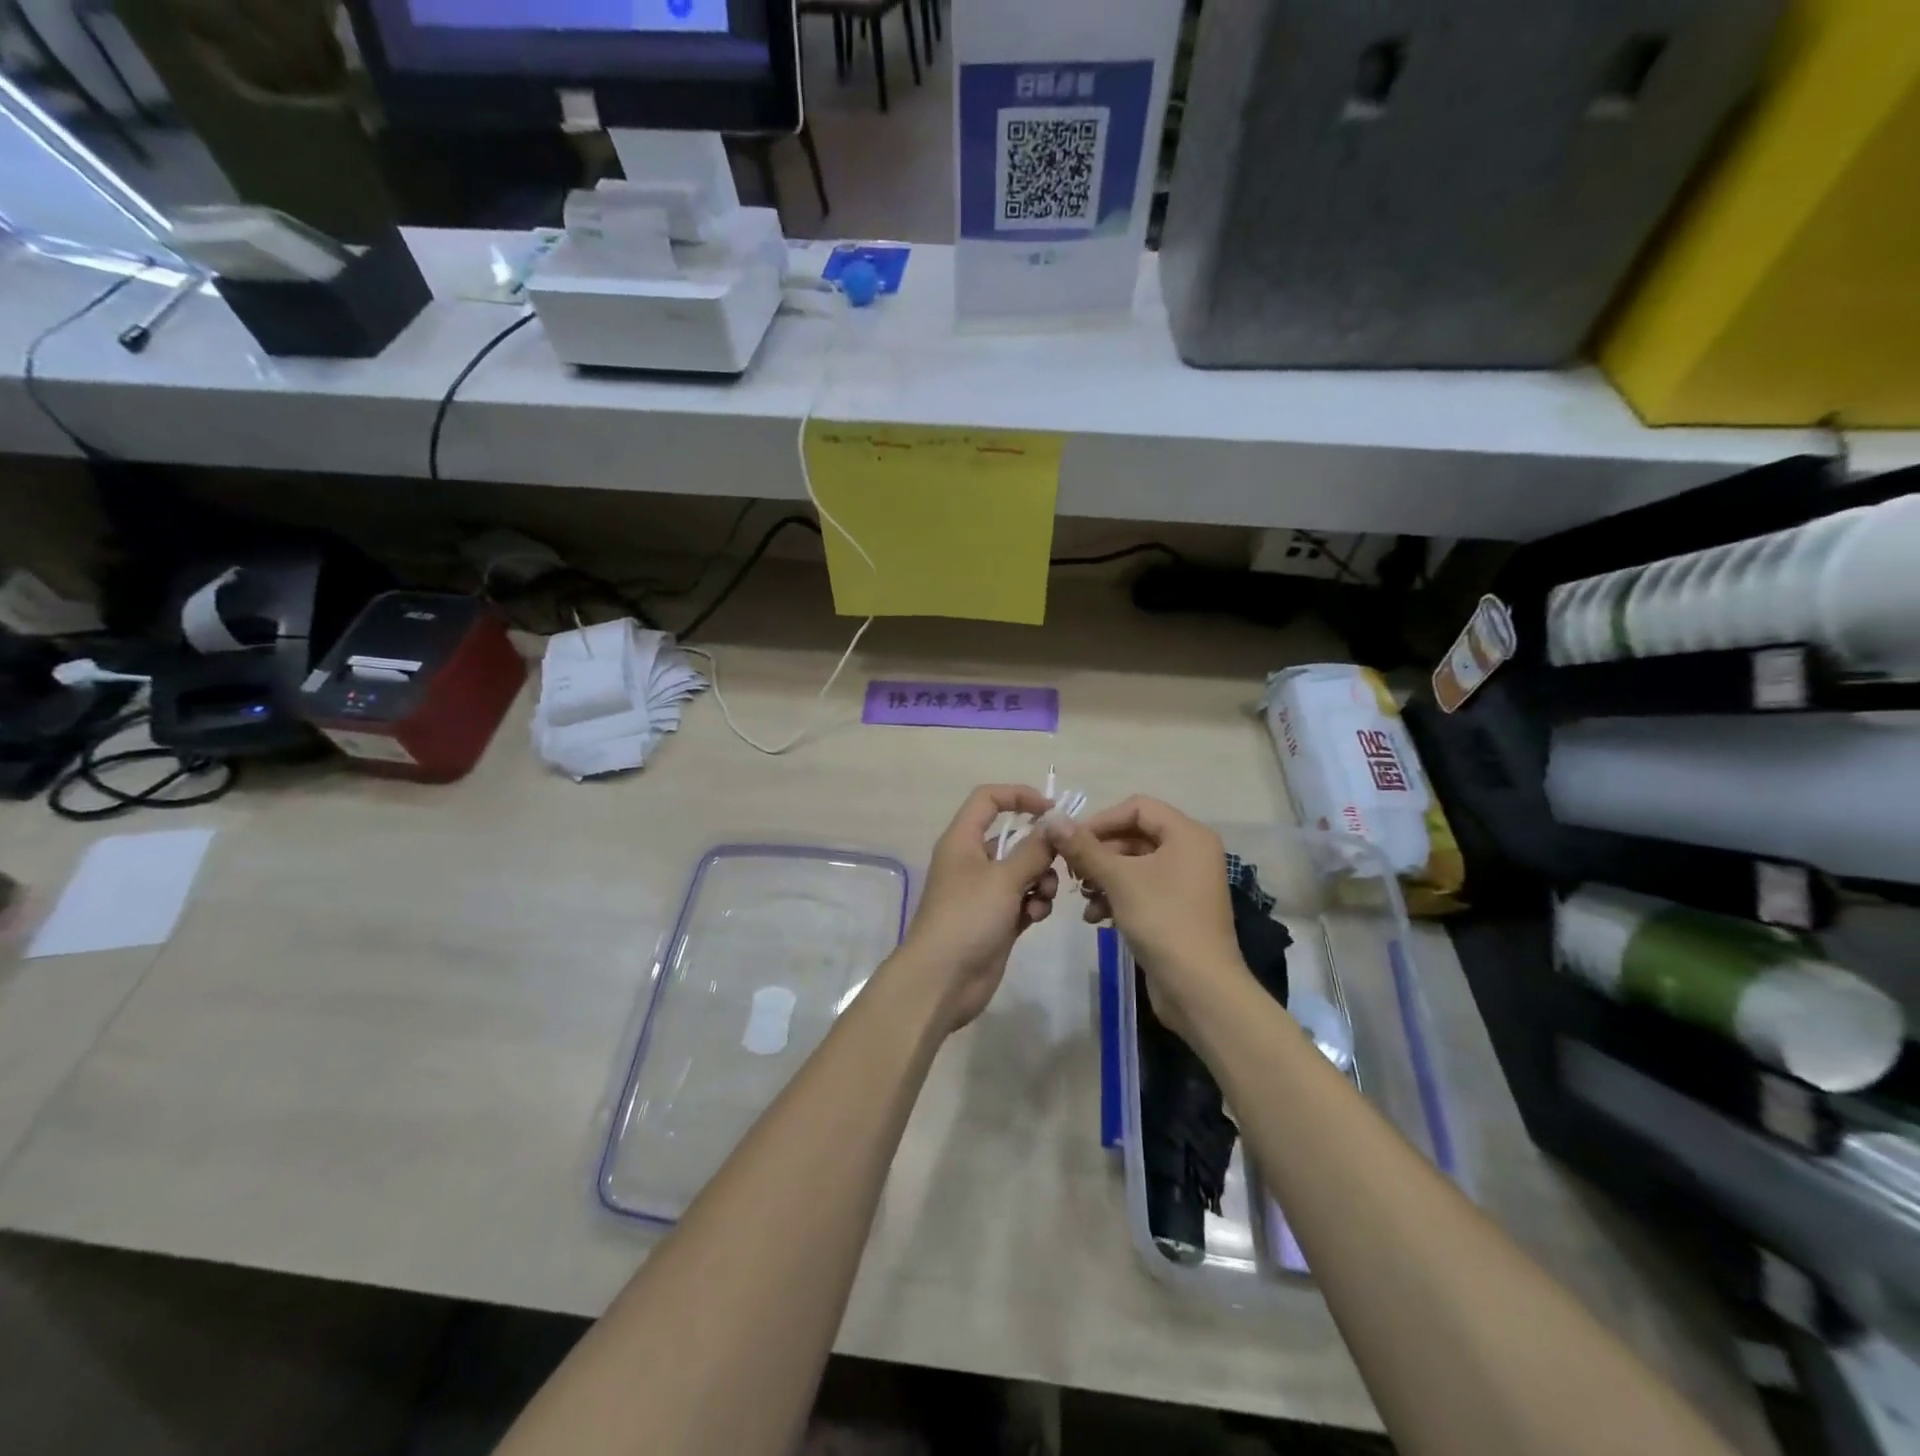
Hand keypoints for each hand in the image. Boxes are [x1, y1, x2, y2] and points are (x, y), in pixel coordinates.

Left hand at [895, 785, 1061, 1032]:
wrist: (942, 980)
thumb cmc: (967, 918)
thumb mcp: (1003, 878)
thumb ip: (1034, 849)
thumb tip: (1055, 823)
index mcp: (962, 840)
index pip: (988, 799)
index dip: (1019, 796)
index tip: (1052, 810)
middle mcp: (972, 861)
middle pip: (1013, 838)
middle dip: (1040, 849)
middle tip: (1060, 861)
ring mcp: (984, 892)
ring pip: (1023, 871)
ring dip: (1040, 881)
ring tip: (1040, 899)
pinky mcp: (996, 919)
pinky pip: (1023, 900)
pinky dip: (1033, 905)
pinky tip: (1033, 919)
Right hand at [1044, 797, 1249, 1034]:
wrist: (1199, 988)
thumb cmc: (1163, 921)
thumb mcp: (1118, 879)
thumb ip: (1084, 847)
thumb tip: (1052, 818)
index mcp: (1187, 835)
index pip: (1137, 807)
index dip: (1102, 820)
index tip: (1071, 841)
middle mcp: (1190, 852)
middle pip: (1134, 836)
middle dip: (1099, 853)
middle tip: (1070, 870)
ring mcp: (1185, 882)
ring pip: (1134, 865)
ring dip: (1103, 877)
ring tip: (1082, 896)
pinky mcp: (1177, 909)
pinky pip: (1141, 889)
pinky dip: (1117, 897)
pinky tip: (1096, 917)